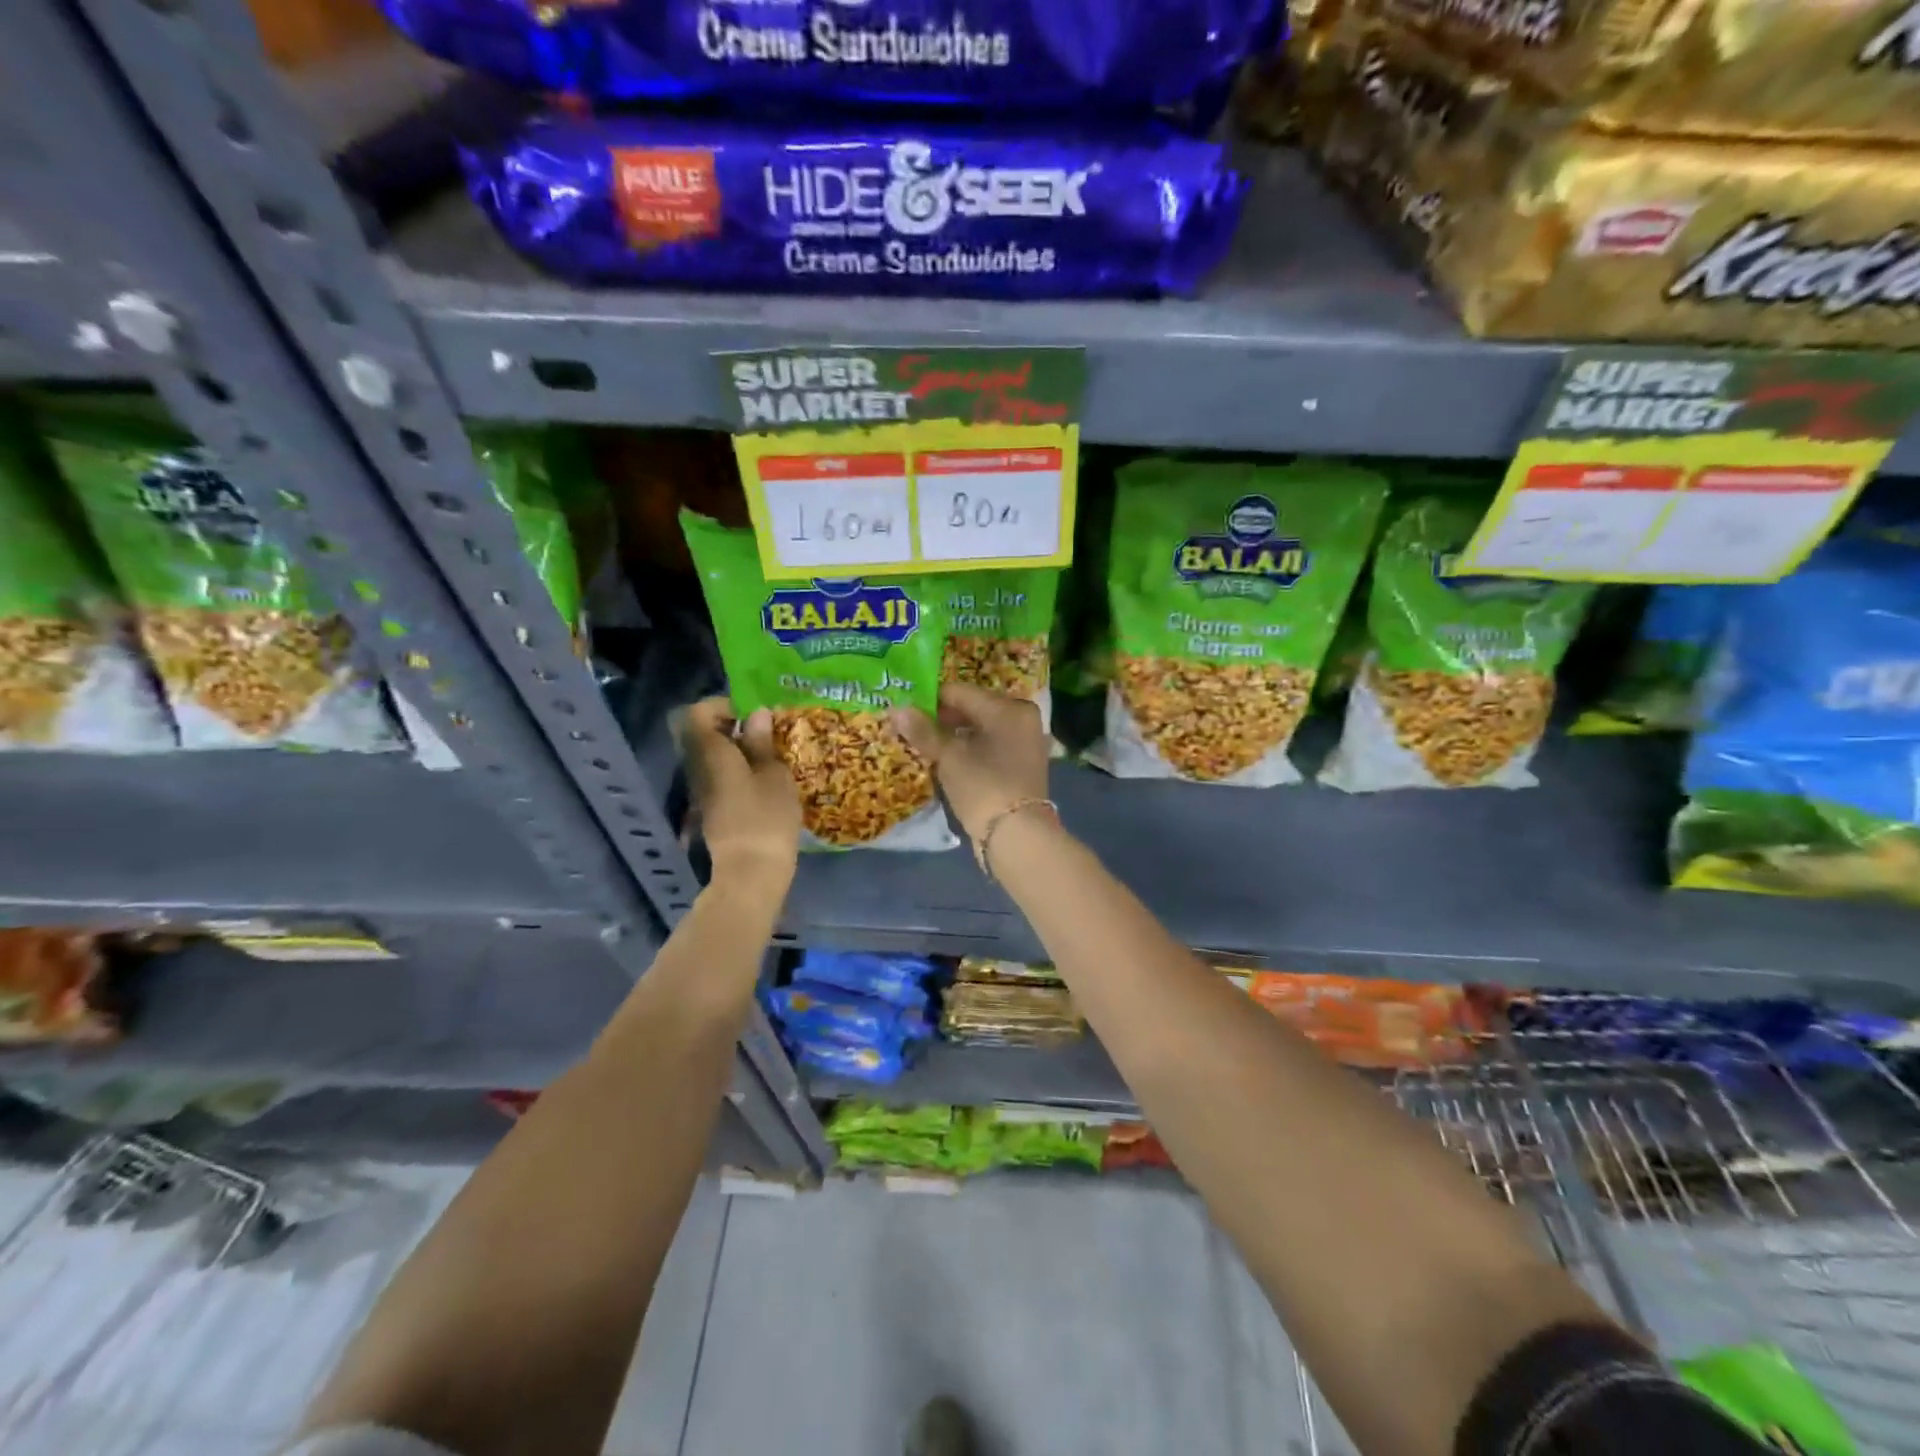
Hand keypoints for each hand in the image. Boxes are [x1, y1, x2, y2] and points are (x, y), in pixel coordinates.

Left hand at [683, 697, 800, 890]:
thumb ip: (761, 743)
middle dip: (731, 727)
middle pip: (702, 735)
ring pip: (711, 757)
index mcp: (710, 753)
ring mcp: (702, 791)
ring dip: (736, 750)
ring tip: (769, 755)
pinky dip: (737, 770)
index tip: (751, 711)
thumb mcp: (773, 775)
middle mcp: (697, 768)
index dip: (722, 705)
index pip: (698, 713)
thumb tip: (755, 714)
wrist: (751, 873)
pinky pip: (718, 776)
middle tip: (765, 732)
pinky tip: (764, 780)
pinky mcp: (711, 810)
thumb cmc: (766, 817)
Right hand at [890, 683, 1049, 842]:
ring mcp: (1025, 742)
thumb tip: (896, 709)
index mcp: (1009, 708)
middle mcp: (1022, 718)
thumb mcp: (949, 757)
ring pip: (980, 729)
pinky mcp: (1022, 765)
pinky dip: (970, 750)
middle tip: (911, 729)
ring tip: (925, 746)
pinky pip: (990, 746)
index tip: (904, 710)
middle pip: (972, 709)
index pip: (959, 692)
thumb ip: (923, 731)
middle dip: (941, 719)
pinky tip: (947, 760)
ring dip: (954, 736)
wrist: (1018, 836)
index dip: (929, 700)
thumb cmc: (983, 787)